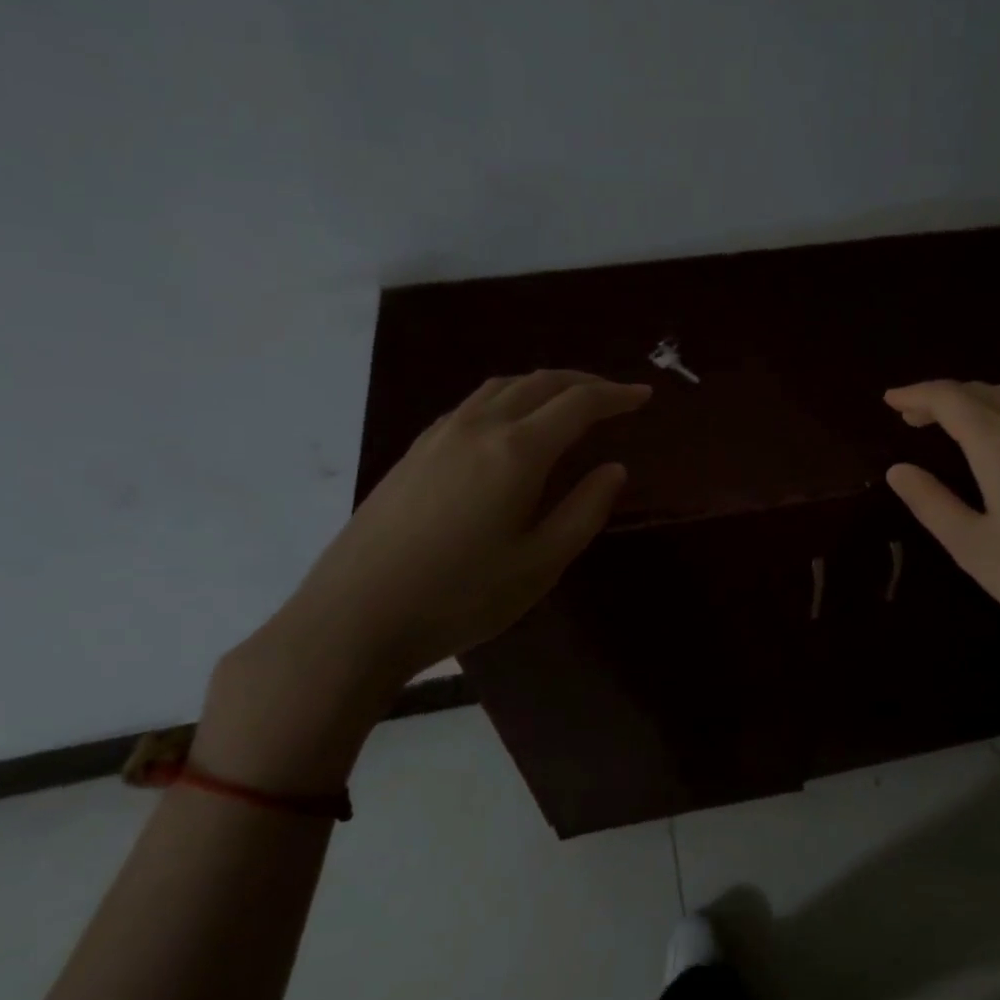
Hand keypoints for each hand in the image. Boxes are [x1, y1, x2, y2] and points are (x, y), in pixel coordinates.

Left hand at [196, 370, 650, 791]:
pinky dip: (508, 398)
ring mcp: (439, 436)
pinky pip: (473, 404)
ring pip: (502, 388)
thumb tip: (614, 469)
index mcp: (517, 451)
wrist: (355, 617)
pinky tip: (511, 425)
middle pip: (540, 383)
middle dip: (584, 382)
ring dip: (543, 384)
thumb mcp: (541, 563)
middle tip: (614, 395)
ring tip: (568, 401)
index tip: (644, 396)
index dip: (616, 395)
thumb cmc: (461, 596)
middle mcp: (478, 427)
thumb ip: (585, 510)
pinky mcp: (414, 452)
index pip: (579, 404)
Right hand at [883, 381, 999, 693]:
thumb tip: (897, 469)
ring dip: (975, 398)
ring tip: (950, 419)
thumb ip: (931, 503)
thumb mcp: (974, 546)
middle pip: (981, 391)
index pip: (950, 399)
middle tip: (909, 414)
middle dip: (941, 396)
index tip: (888, 399)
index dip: (916, 394)